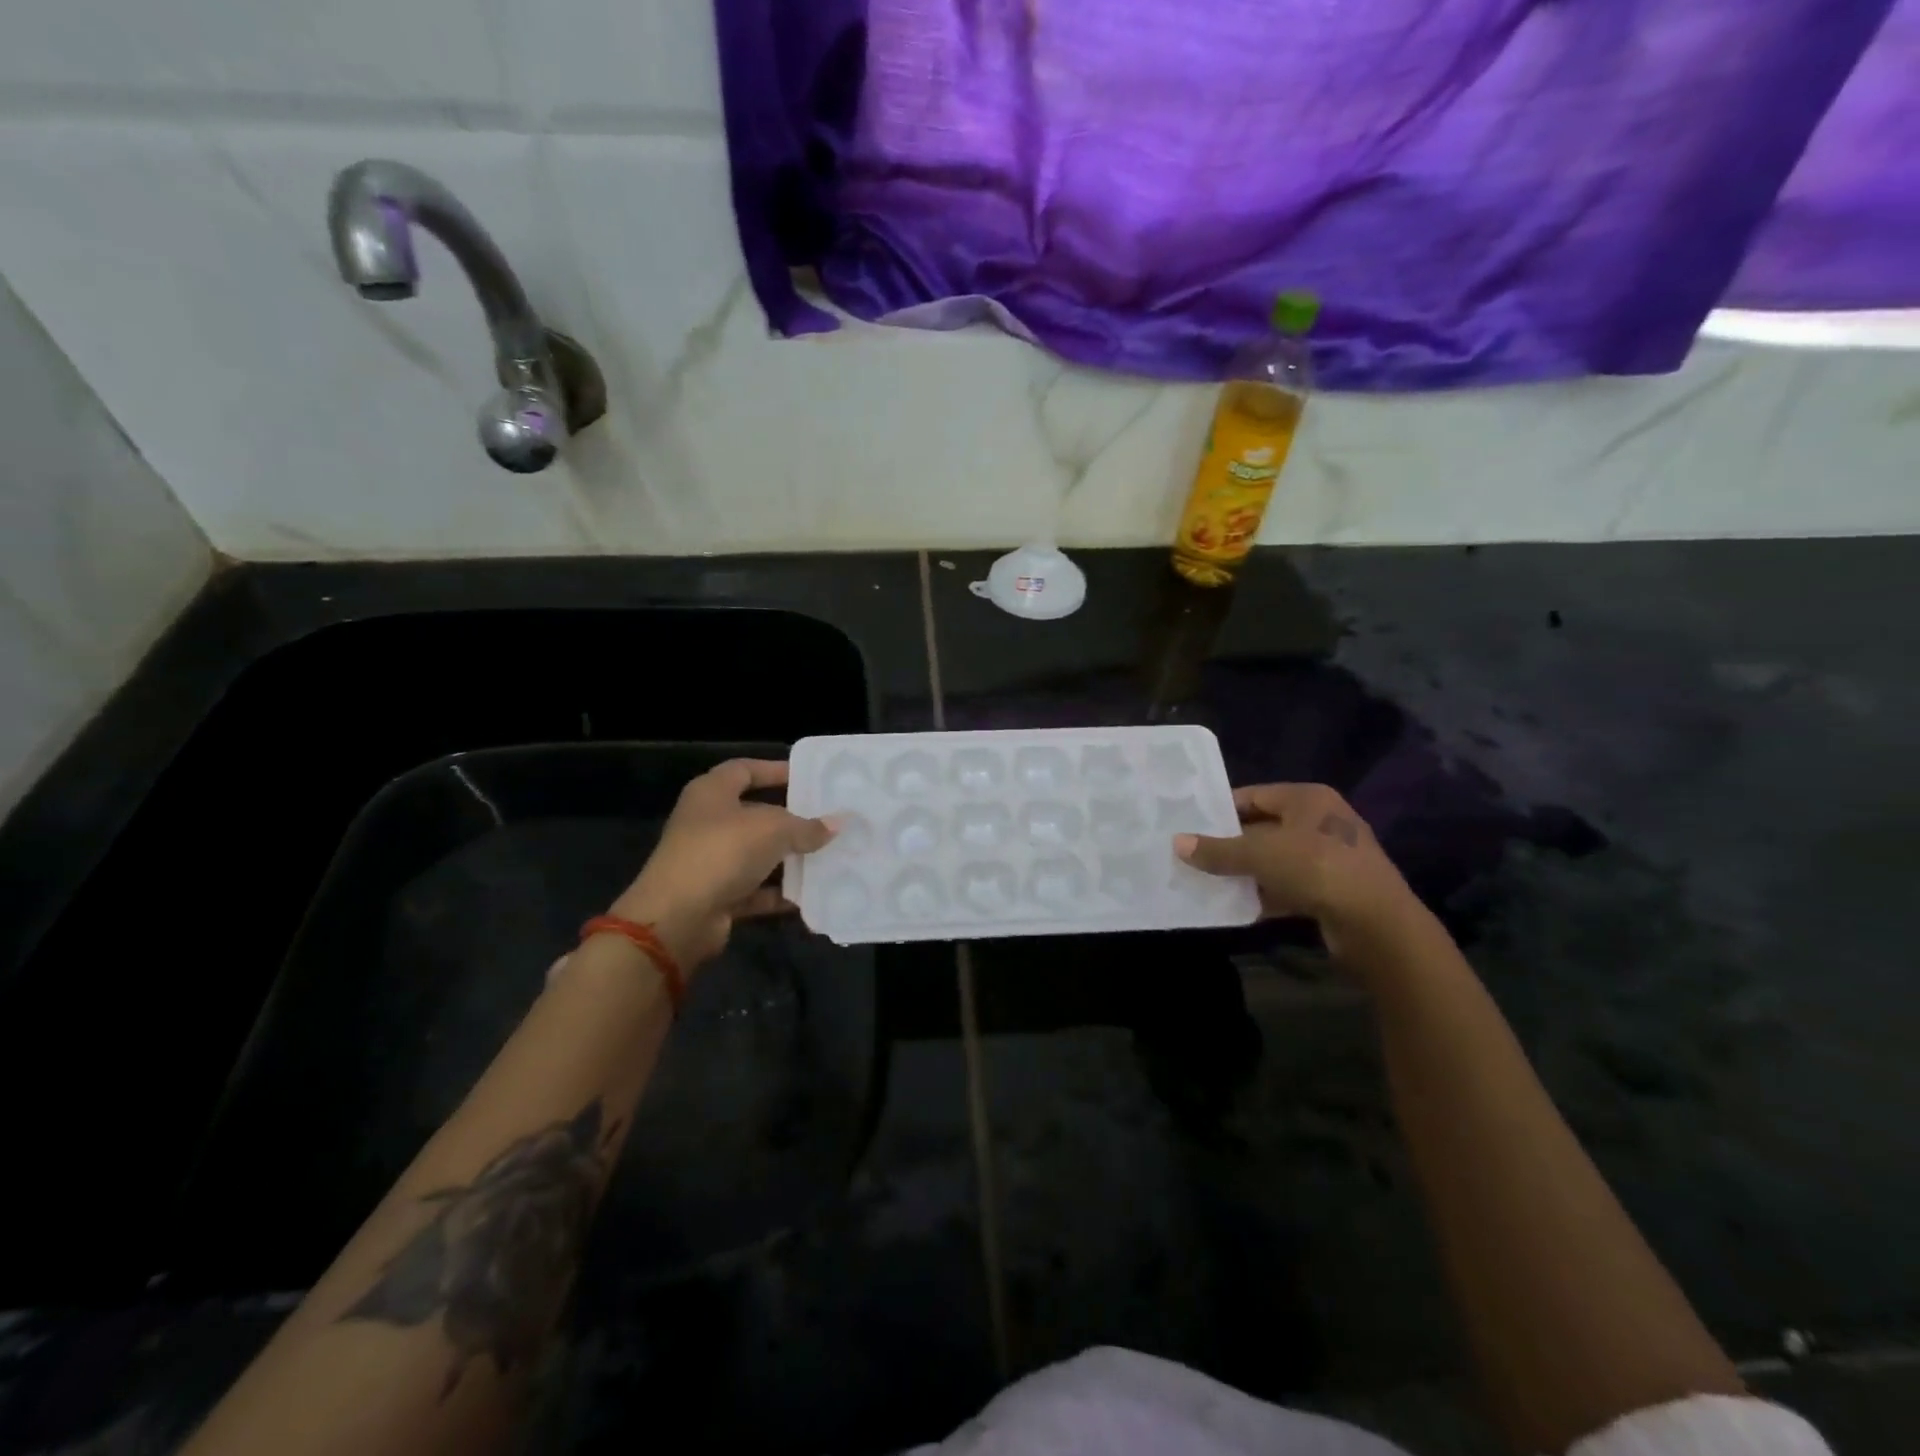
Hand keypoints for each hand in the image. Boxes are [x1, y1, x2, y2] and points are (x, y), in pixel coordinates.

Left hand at [607, 759, 833, 970]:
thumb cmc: (723, 852)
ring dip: (789, 858)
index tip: (808, 778)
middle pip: (755, 814)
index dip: (775, 770)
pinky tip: (811, 893)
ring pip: (757, 854)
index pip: (745, 770)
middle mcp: (707, 823)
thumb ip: (807, 827)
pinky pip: (756, 889)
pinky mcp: (717, 895)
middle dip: (791, 819)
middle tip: (828, 820)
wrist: (678, 918)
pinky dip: (780, 893)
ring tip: (829, 856)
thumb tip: (837, 824)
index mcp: (712, 793)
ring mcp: (710, 861)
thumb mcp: (773, 830)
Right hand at [1175, 783, 1415, 947]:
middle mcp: (1321, 821)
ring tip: (1208, 881)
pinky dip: (1266, 893)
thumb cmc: (1315, 869)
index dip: (1221, 811)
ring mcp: (1331, 856)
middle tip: (1194, 855)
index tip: (1191, 826)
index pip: (1253, 796)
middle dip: (1230, 844)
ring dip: (1246, 872)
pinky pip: (1289, 885)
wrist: (1377, 924)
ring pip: (1275, 859)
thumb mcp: (1258, 855)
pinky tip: (1239, 906)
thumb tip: (1177, 843)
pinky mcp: (1334, 889)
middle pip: (1263, 828)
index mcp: (1307, 798)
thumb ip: (1217, 850)